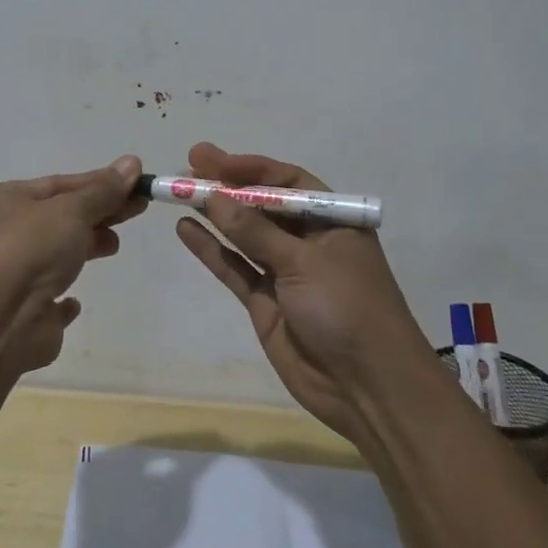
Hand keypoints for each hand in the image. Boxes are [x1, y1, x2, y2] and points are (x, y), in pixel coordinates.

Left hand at [0, 155, 146, 373]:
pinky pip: (48, 298)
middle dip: (100, 211)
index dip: (100, 182)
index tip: (137, 182)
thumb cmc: (30, 249)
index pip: (60, 184)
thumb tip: (132, 162)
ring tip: (114, 244)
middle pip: (61, 217)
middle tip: (139, 208)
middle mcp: (3, 234)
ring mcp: (12, 275)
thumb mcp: (71, 210)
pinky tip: (75, 301)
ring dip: (87, 245)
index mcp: (4, 201)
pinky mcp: (24, 313)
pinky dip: (64, 298)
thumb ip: (103, 191)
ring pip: (56, 254)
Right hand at [175, 143, 426, 442]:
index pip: (286, 182)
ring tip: (179, 193)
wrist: (368, 387)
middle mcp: (308, 241)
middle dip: (227, 187)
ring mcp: (285, 272)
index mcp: (332, 221)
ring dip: (215, 214)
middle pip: (262, 205)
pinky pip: (235, 268)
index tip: (210, 159)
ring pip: (245, 235)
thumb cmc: (348, 308)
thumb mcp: (304, 262)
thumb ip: (256, 231)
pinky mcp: (266, 303)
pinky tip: (186, 229)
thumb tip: (214, 196)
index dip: (248, 169)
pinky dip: (212, 250)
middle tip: (188, 168)